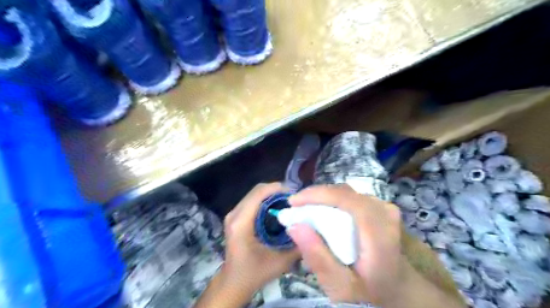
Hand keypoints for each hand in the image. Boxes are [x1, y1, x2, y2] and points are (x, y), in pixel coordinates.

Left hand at [221, 182, 299, 295]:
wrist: (234, 283)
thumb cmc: (255, 273)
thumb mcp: (280, 262)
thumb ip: (297, 244)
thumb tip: (312, 227)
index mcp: (241, 222)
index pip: (259, 193)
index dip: (278, 189)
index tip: (295, 195)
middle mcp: (234, 214)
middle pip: (257, 190)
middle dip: (277, 190)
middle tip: (295, 199)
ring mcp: (233, 214)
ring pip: (255, 194)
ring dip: (272, 195)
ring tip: (288, 203)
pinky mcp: (236, 217)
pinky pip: (252, 201)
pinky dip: (266, 201)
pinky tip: (278, 209)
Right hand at [289, 184, 402, 306]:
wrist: (395, 286)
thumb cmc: (367, 289)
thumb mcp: (339, 286)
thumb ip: (318, 258)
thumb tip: (294, 226)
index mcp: (379, 234)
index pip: (347, 200)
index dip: (318, 195)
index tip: (293, 202)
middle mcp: (384, 213)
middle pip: (343, 193)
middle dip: (315, 196)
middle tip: (295, 208)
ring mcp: (384, 207)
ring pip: (345, 192)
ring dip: (322, 197)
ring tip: (304, 209)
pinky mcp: (379, 204)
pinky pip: (350, 195)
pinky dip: (331, 200)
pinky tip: (321, 210)